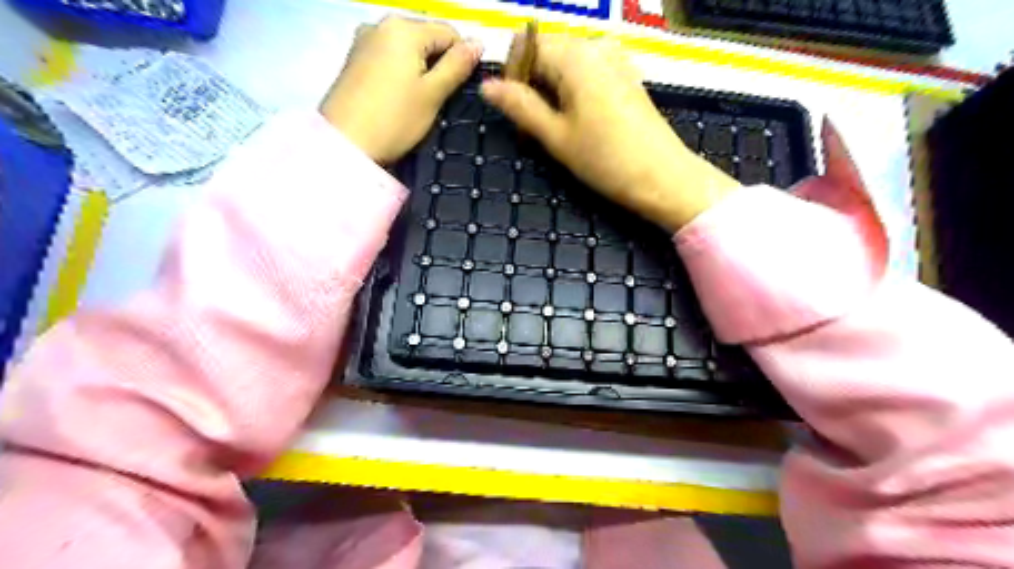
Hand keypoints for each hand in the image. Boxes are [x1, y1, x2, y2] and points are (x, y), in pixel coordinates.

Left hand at [324, 15, 481, 163]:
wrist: (344, 144)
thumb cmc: (394, 120)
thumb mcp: (433, 94)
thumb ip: (457, 66)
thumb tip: (478, 43)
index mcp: (404, 28)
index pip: (449, 33)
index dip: (461, 60)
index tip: (458, 90)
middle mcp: (381, 24)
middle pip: (426, 38)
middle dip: (438, 64)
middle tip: (437, 99)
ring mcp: (364, 41)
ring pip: (408, 50)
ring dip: (420, 70)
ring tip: (417, 102)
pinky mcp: (354, 59)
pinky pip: (389, 58)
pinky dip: (401, 74)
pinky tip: (398, 98)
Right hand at [481, 34, 743, 230]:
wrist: (663, 177)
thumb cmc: (606, 160)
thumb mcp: (556, 136)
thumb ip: (520, 107)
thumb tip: (487, 85)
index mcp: (574, 56)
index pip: (526, 45)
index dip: (512, 75)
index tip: (514, 111)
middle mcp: (595, 47)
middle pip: (547, 52)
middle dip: (532, 85)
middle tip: (532, 128)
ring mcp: (615, 60)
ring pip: (566, 65)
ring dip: (551, 92)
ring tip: (554, 130)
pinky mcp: (626, 77)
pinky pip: (587, 74)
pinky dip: (573, 93)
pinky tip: (577, 123)